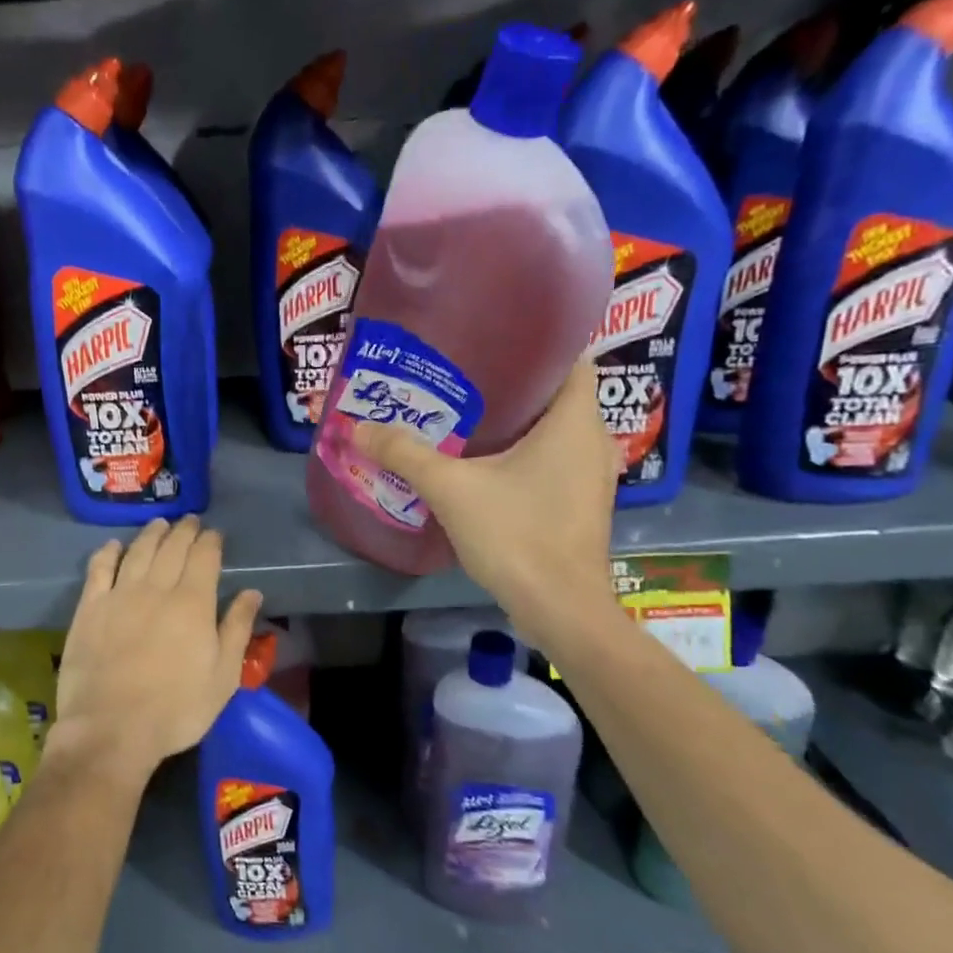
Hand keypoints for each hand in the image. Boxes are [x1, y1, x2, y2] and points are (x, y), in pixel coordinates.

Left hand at [49, 516, 261, 783]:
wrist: (111, 729)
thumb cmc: (176, 709)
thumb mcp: (223, 677)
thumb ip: (237, 629)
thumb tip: (251, 592)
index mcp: (193, 603)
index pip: (204, 557)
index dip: (210, 541)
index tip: (215, 534)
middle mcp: (156, 588)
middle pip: (172, 548)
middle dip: (184, 531)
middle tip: (190, 521)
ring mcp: (119, 595)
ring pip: (138, 552)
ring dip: (151, 534)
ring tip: (160, 524)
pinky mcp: (90, 609)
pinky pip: (99, 569)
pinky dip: (108, 553)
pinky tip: (113, 546)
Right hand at [351, 358, 618, 657]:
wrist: (559, 609)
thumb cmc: (517, 535)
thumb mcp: (452, 489)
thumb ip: (406, 454)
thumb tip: (358, 427)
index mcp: (576, 421)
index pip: (573, 359)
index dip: (540, 345)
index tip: (493, 342)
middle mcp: (594, 441)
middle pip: (559, 395)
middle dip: (515, 386)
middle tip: (464, 379)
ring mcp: (592, 477)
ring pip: (557, 432)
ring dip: (520, 424)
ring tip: (468, 417)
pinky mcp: (582, 506)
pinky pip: (555, 462)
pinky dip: (526, 455)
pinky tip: (486, 465)